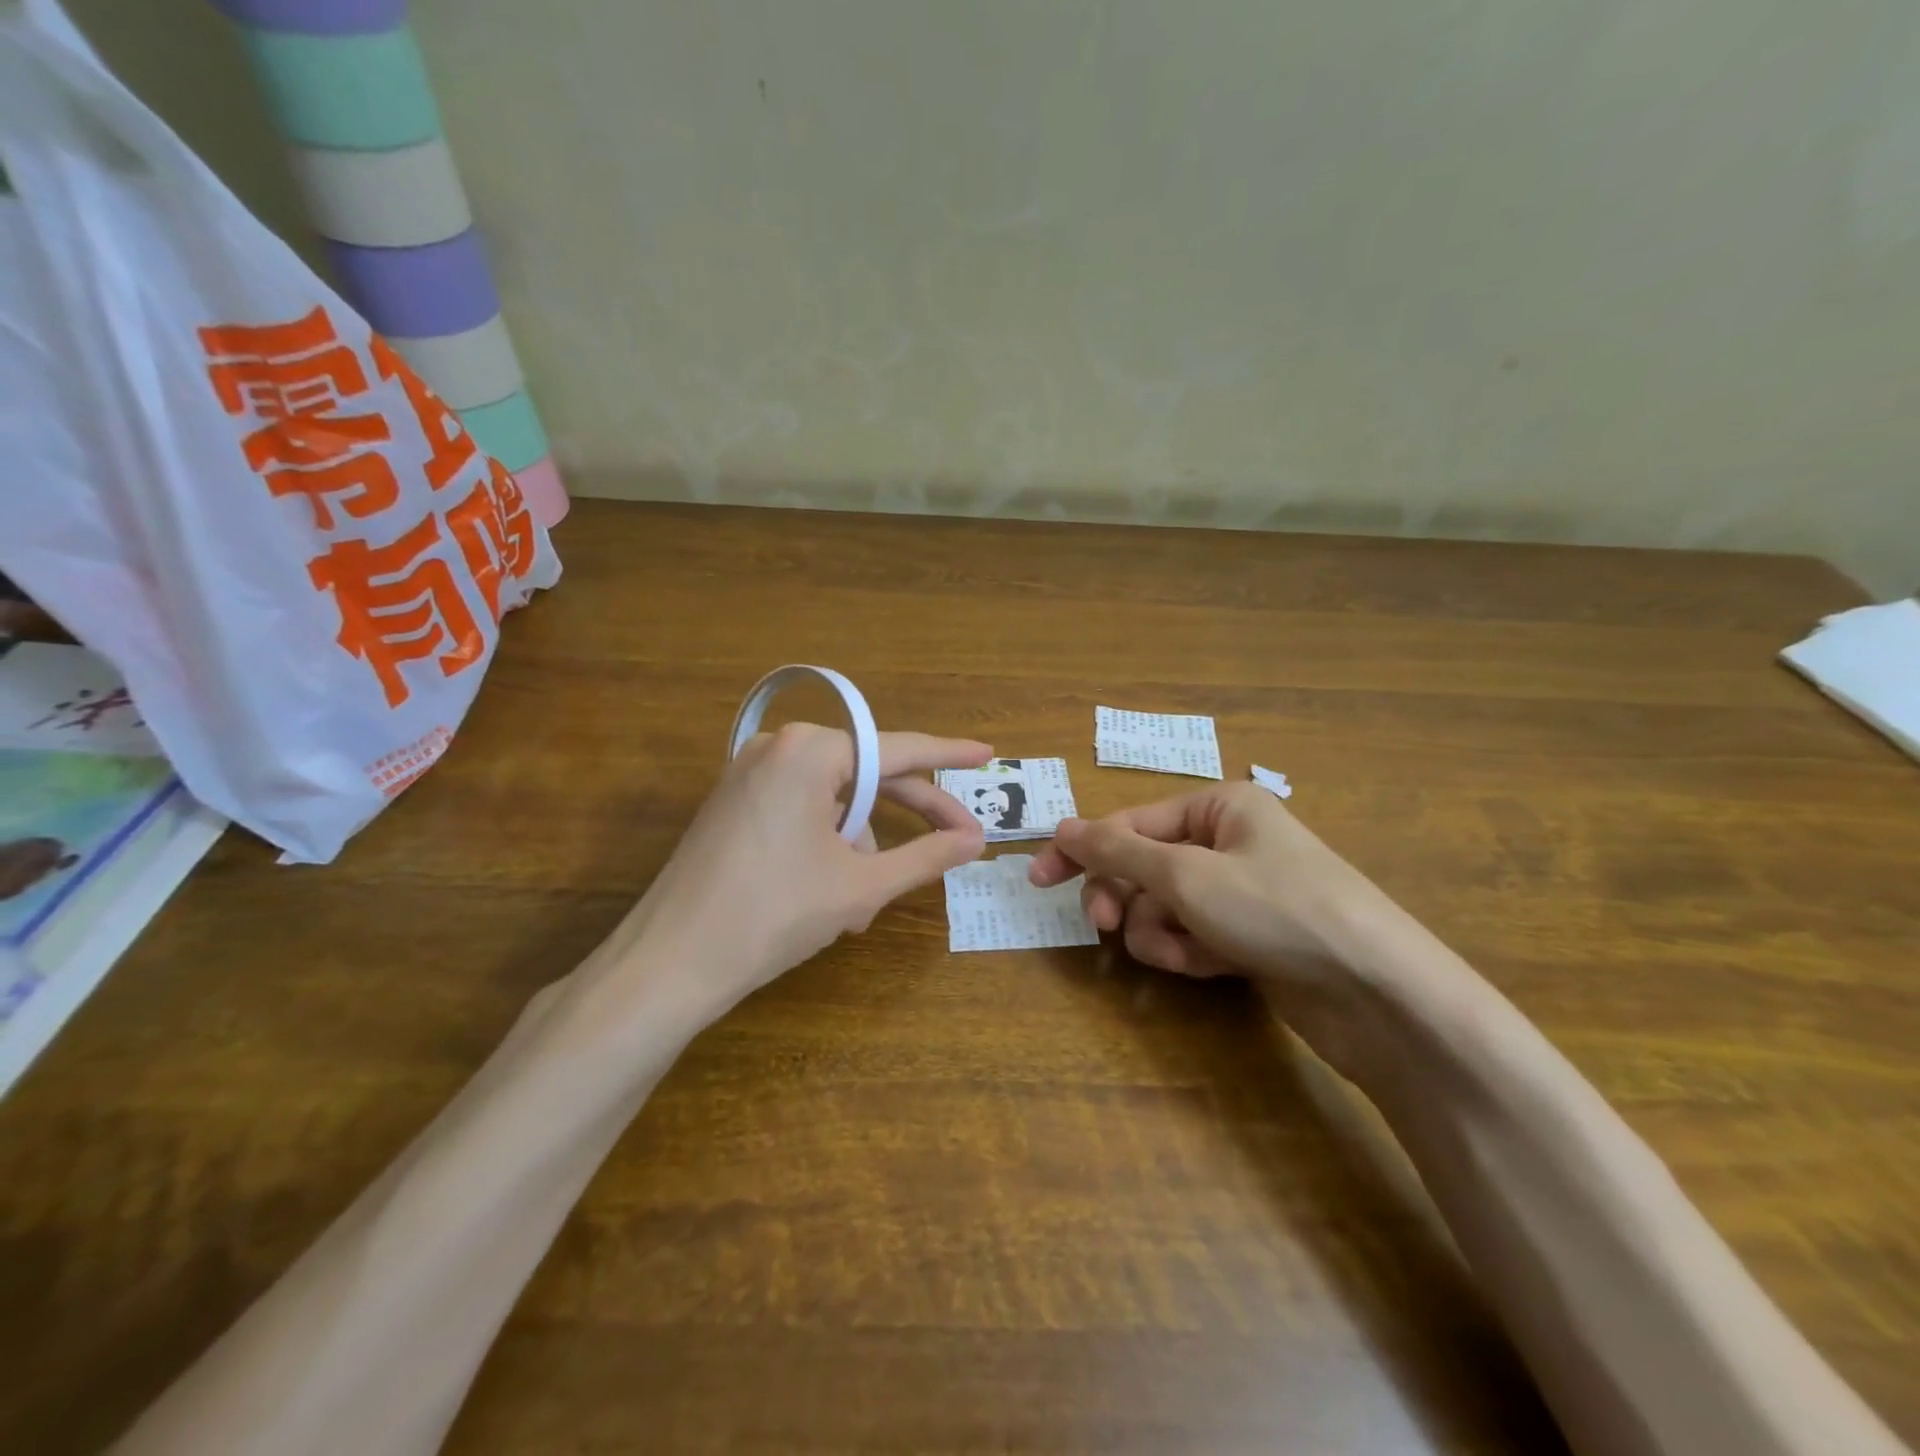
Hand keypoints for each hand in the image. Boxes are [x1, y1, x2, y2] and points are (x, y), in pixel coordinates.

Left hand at [605, 723, 991, 1020]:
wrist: (668, 963)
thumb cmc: (774, 914)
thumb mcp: (861, 885)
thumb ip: (926, 855)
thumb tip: (975, 840)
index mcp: (811, 751)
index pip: (899, 749)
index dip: (949, 755)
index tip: (988, 754)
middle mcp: (778, 747)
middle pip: (867, 775)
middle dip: (908, 815)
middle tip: (958, 838)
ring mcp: (749, 773)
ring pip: (833, 802)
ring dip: (858, 848)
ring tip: (859, 908)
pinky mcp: (733, 802)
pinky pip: (800, 811)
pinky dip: (825, 845)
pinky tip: (828, 896)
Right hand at [1027, 783, 1388, 989]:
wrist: (1376, 993)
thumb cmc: (1275, 909)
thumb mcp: (1185, 874)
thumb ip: (1118, 850)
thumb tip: (1063, 826)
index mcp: (1220, 807)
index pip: (1131, 822)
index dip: (1083, 849)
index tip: (1038, 878)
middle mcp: (1230, 842)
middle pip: (1146, 865)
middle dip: (1124, 896)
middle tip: (1100, 923)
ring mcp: (1242, 892)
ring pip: (1166, 907)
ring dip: (1158, 931)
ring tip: (1178, 953)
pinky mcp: (1251, 937)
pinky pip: (1195, 935)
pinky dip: (1188, 951)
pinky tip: (1205, 967)